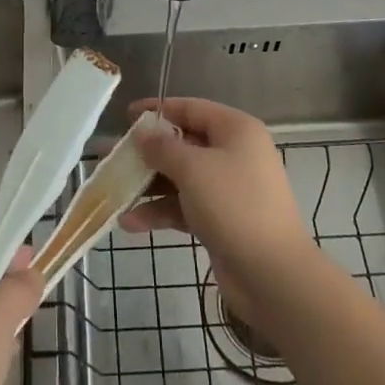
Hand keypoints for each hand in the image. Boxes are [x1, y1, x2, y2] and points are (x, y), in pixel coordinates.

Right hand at [121, 96, 317, 319]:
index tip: (125, 116)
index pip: (191, 109)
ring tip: (112, 192)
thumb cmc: (234, 206)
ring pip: (180, 178)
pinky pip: (184, 206)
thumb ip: (162, 147)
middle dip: (146, 152)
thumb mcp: (193, 169)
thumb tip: (143, 132)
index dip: (157, 110)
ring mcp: (228, 188)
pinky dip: (160, 211)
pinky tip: (130, 223)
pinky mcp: (220, 219)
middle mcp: (233, 153)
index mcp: (236, 130)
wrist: (272, 275)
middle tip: (111, 157)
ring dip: (148, 185)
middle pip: (182, 144)